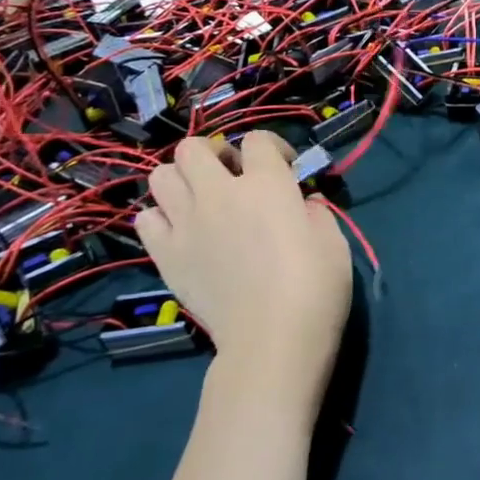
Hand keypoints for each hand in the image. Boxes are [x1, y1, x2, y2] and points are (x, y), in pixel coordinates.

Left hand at [136, 133, 351, 423]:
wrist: (272, 339)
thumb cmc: (315, 285)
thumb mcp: (333, 238)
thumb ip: (314, 209)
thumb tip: (302, 202)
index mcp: (266, 183)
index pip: (258, 140)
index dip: (274, 148)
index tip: (287, 169)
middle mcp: (219, 192)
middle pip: (195, 147)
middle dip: (215, 154)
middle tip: (234, 177)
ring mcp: (186, 223)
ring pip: (161, 175)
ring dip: (183, 180)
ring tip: (203, 200)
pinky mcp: (166, 255)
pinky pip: (146, 218)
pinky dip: (161, 217)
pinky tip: (184, 231)